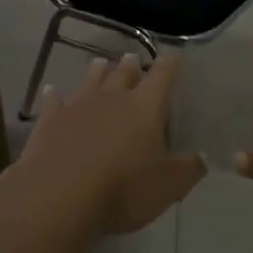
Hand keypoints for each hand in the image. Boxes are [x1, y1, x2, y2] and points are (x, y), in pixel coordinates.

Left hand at [18, 54, 205, 233]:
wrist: (59, 194)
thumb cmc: (123, 188)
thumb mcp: (168, 187)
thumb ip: (189, 169)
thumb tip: (202, 157)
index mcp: (146, 106)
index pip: (163, 75)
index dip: (170, 65)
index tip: (175, 57)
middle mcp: (113, 97)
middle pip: (124, 73)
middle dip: (131, 65)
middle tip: (133, 58)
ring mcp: (79, 105)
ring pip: (91, 80)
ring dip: (97, 72)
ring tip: (100, 63)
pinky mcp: (50, 120)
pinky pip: (54, 101)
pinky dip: (55, 95)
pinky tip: (52, 91)